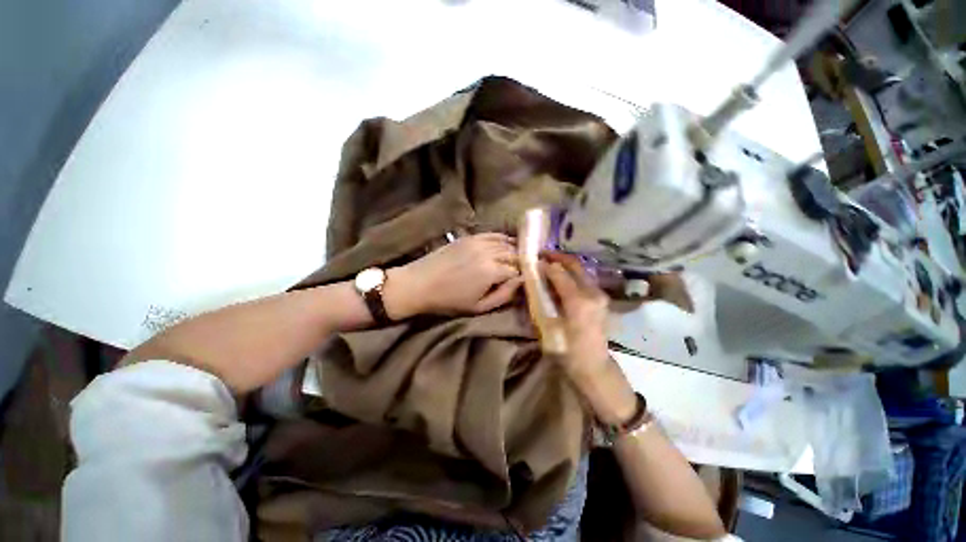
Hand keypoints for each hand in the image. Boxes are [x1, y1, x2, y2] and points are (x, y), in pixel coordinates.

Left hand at [384, 233, 522, 317]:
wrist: (419, 284)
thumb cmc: (449, 301)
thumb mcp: (479, 307)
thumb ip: (504, 295)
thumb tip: (521, 282)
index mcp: (491, 271)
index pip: (518, 270)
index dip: (524, 276)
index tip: (526, 280)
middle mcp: (488, 252)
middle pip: (514, 254)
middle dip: (522, 262)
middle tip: (525, 269)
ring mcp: (478, 242)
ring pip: (505, 242)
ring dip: (514, 249)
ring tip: (519, 256)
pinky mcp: (469, 237)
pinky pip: (492, 234)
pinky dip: (502, 238)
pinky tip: (506, 243)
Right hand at [542, 252, 635, 423]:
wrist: (593, 366)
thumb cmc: (567, 350)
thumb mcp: (550, 326)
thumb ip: (544, 298)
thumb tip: (537, 278)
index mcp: (579, 301)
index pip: (560, 273)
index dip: (546, 264)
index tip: (534, 259)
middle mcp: (593, 293)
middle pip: (575, 265)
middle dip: (557, 257)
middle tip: (542, 254)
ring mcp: (600, 295)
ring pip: (581, 270)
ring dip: (565, 264)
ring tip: (549, 263)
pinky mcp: (602, 298)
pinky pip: (584, 279)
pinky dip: (571, 273)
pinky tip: (561, 276)